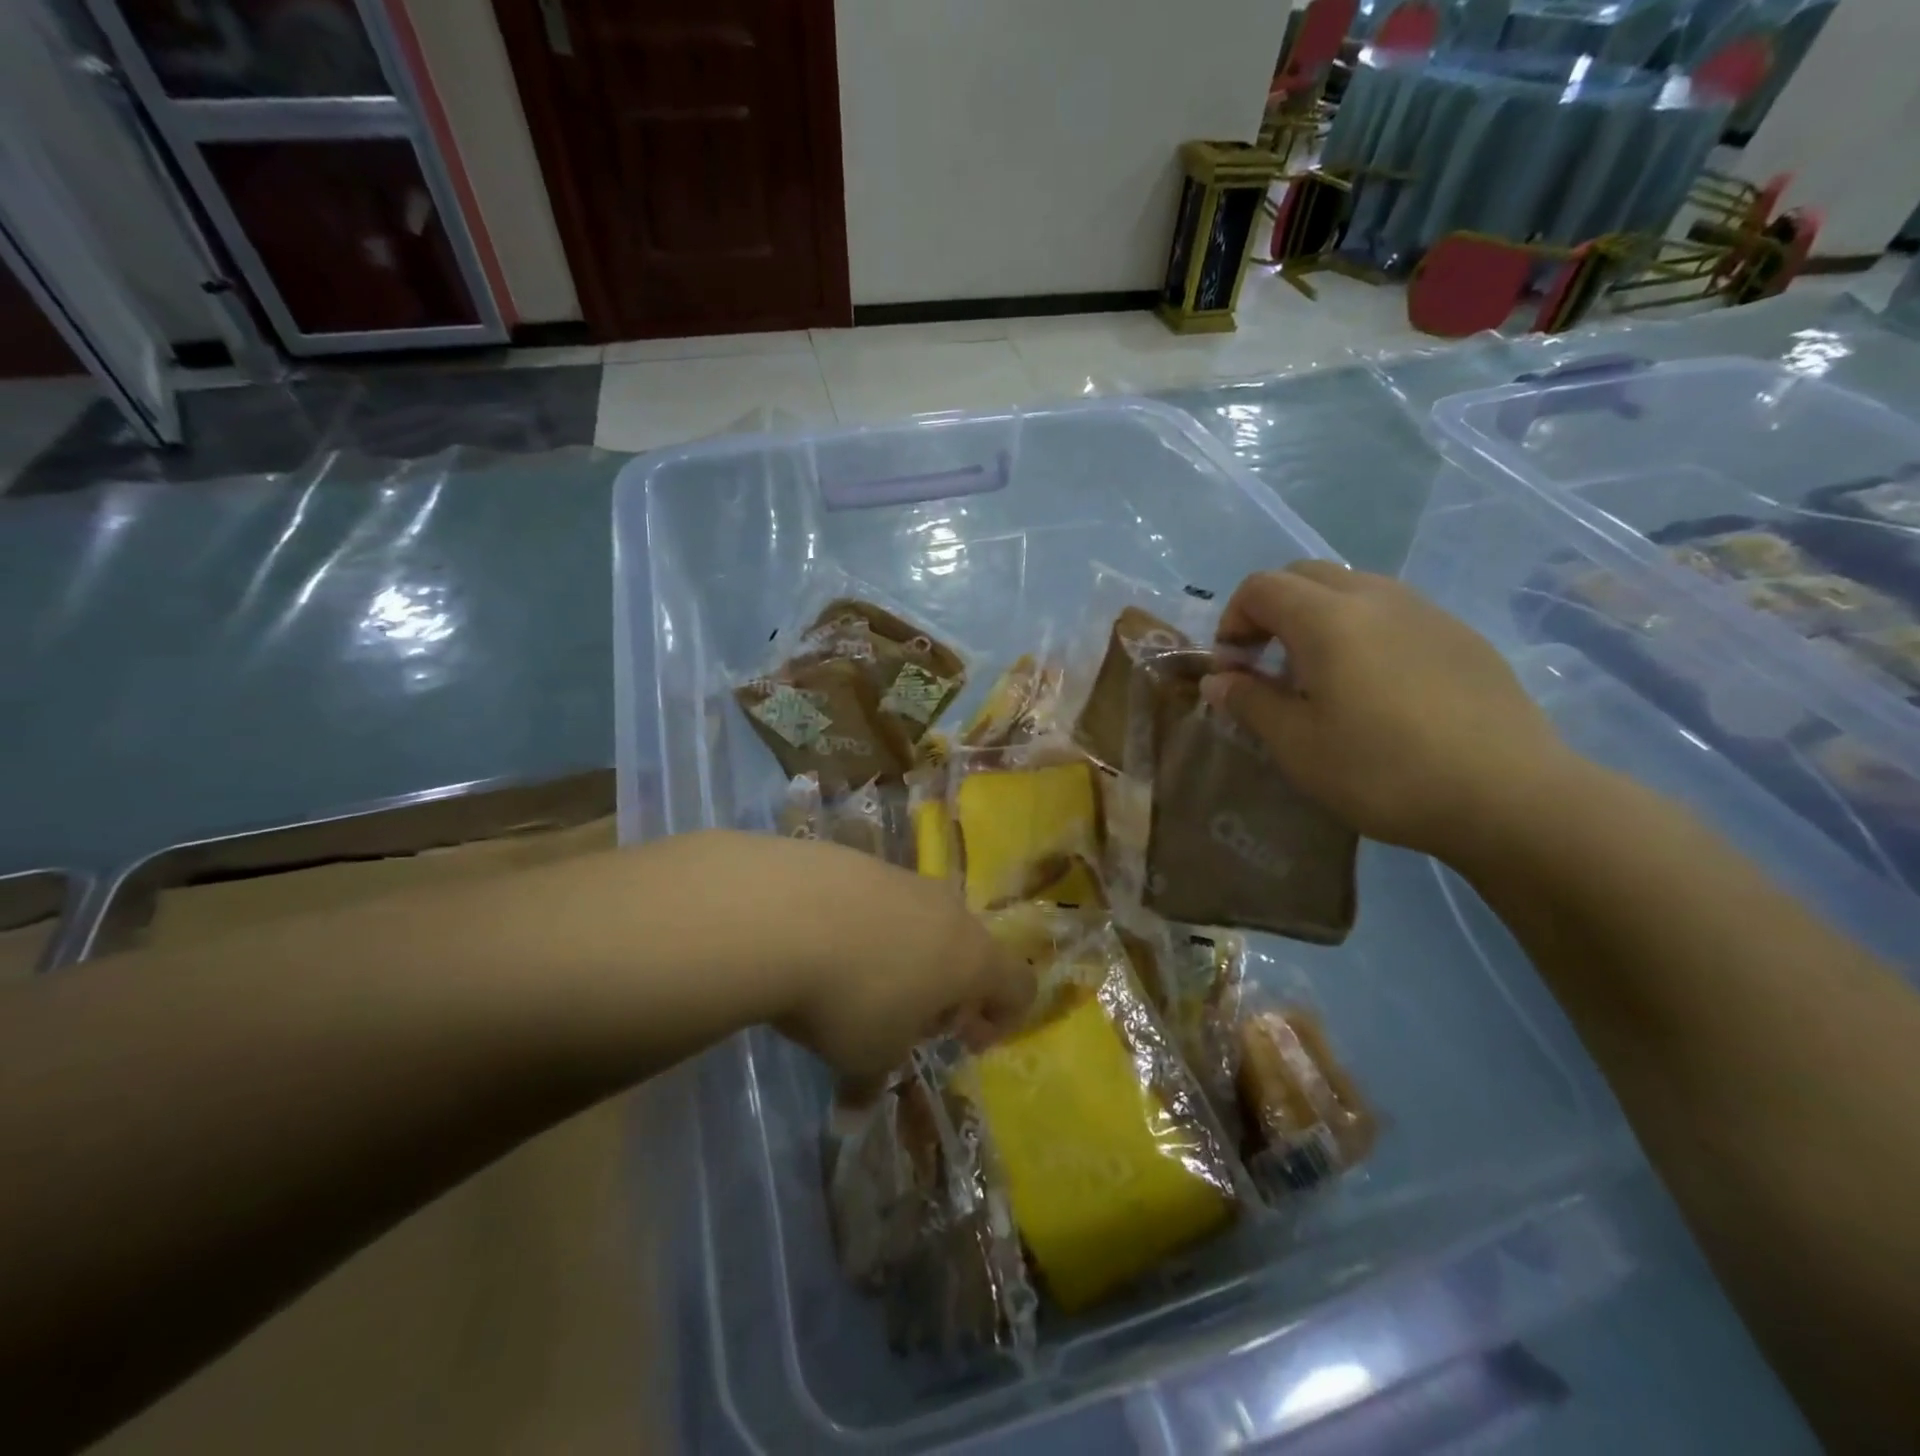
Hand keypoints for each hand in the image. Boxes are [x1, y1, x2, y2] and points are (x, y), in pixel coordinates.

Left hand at [717, 834, 1035, 1081]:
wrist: (782, 913)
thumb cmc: (849, 998)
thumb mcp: (866, 1057)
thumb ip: (872, 1083)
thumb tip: (852, 1111)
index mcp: (972, 959)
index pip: (1019, 984)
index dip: (1003, 1017)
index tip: (964, 1040)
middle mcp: (948, 910)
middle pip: (969, 950)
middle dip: (947, 987)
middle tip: (908, 1017)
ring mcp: (904, 878)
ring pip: (923, 921)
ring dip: (907, 954)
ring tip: (859, 981)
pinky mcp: (860, 859)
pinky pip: (880, 900)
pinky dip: (867, 925)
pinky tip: (824, 945)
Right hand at [1200, 563, 1578, 859]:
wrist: (1507, 794)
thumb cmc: (1382, 770)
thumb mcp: (1296, 744)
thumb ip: (1249, 701)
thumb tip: (1219, 678)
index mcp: (1328, 618)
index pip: (1261, 587)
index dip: (1233, 620)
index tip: (1233, 668)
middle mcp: (1376, 597)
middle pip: (1305, 574)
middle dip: (1271, 609)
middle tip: (1266, 663)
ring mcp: (1425, 611)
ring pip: (1352, 588)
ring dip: (1317, 617)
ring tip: (1319, 676)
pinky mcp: (1460, 635)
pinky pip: (1393, 612)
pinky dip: (1361, 630)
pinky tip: (1375, 688)